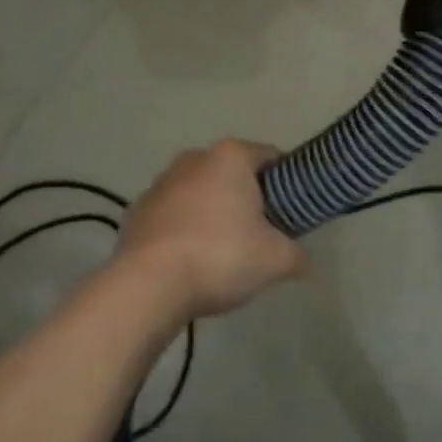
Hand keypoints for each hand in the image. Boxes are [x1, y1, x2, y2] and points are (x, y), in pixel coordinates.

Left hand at [118, 141, 306, 319]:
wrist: (148, 285)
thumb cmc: (220, 256)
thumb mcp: (275, 260)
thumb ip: (297, 255)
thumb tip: (305, 262)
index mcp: (231, 156)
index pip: (271, 157)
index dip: (287, 182)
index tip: (292, 211)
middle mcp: (194, 159)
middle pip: (232, 174)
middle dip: (247, 198)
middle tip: (261, 234)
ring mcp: (160, 183)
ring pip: (200, 192)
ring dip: (212, 213)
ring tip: (223, 252)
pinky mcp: (137, 210)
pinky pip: (172, 214)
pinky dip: (183, 229)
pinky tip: (190, 260)